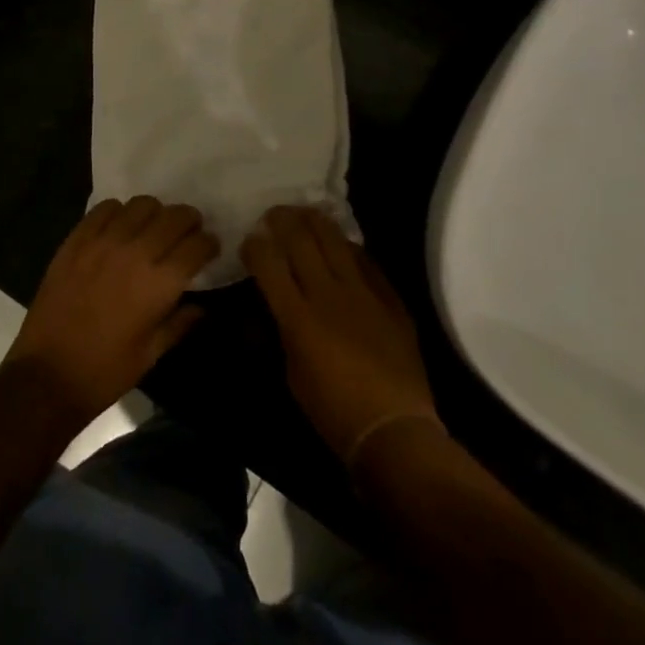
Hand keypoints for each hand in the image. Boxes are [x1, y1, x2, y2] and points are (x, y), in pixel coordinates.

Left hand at [4, 196, 219, 422]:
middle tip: (186, 233)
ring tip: (152, 227)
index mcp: (160, 283)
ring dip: (155, 213)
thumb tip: (202, 307)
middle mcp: (136, 252)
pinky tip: (119, 228)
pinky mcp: (77, 239)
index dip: (208, 243)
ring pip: (142, 204)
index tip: (209, 248)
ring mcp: (104, 241)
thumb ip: (180, 323)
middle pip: (174, 216)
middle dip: (188, 221)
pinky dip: (119, 212)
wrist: (47, 374)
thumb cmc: (105, 371)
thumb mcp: (151, 354)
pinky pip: (105, 208)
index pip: (197, 244)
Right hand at [242, 206, 438, 464]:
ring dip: (315, 221)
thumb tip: (272, 305)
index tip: (250, 241)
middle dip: (281, 220)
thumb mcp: (291, 374)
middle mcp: (327, 294)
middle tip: (274, 215)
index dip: (254, 245)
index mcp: (298, 316)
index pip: (268, 262)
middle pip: (300, 239)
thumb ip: (281, 330)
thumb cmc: (333, 412)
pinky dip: (349, 247)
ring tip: (305, 214)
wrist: (395, 430)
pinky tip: (343, 243)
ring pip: (335, 239)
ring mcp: (362, 291)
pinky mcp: (389, 297)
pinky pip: (366, 259)